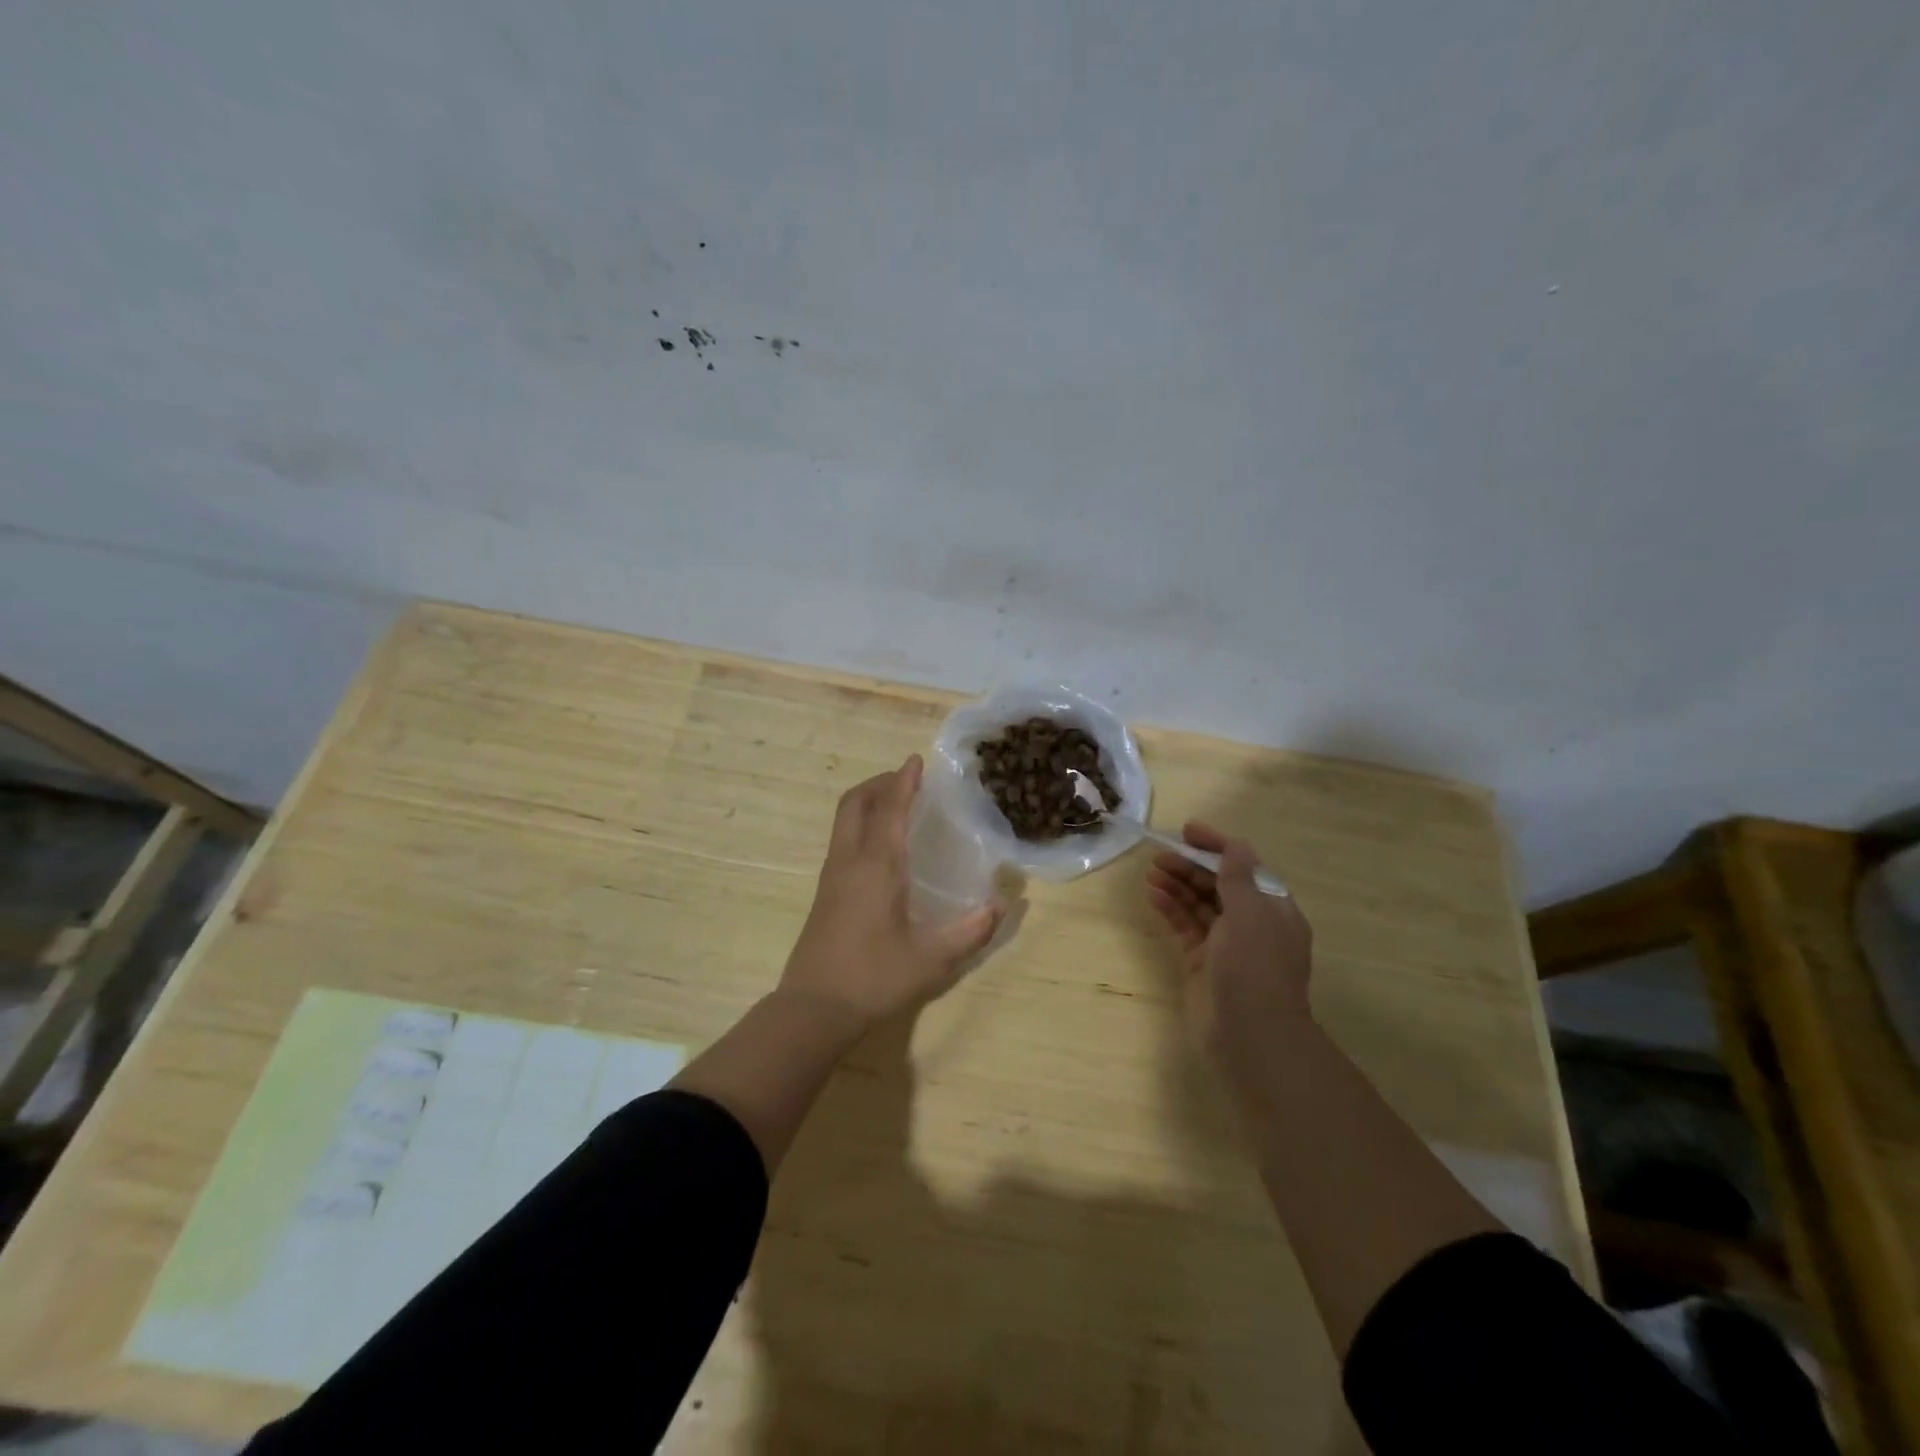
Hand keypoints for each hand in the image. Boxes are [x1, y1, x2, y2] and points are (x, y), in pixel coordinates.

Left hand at [781, 755, 1002, 1028]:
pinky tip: (881, 848)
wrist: (814, 1008)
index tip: (916, 761)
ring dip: (868, 802)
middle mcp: (849, 861)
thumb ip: (970, 931)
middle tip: (907, 781)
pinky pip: (842, 840)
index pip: (889, 808)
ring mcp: (832, 876)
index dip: (904, 781)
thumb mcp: (932, 959)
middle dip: (880, 783)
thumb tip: (1001, 906)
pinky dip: (861, 825)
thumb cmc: (874, 977)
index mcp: (876, 866)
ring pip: (844, 820)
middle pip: (855, 802)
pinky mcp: (824, 893)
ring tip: (897, 807)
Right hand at [1145, 823, 1313, 1066]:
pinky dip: (1170, 909)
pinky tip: (1153, 895)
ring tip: (1151, 871)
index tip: (1187, 831)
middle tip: (1159, 854)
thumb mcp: (1250, 913)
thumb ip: (1237, 877)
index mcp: (1273, 909)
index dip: (1217, 846)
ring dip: (1178, 885)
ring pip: (1199, 905)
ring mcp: (1225, 945)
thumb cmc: (1255, 967)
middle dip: (1191, 866)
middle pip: (1218, 884)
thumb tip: (1234, 846)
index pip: (1244, 867)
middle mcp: (1251, 924)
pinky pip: (1185, 927)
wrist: (1250, 1035)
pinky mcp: (1202, 963)